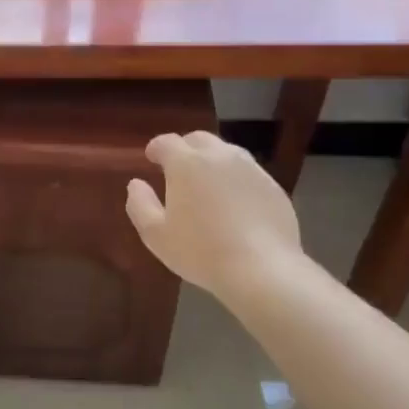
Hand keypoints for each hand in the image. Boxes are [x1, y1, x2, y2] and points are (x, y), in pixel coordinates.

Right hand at [125, 131, 307, 304]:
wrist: (262, 269)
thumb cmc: (200, 251)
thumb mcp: (156, 234)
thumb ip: (140, 204)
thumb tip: (136, 184)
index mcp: (186, 163)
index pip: (166, 142)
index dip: (156, 148)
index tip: (151, 158)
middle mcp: (219, 156)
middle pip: (198, 139)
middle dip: (185, 148)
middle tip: (178, 169)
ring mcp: (250, 168)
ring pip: (227, 153)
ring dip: (212, 161)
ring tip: (208, 184)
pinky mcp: (272, 186)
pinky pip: (248, 173)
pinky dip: (236, 179)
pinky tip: (235, 202)